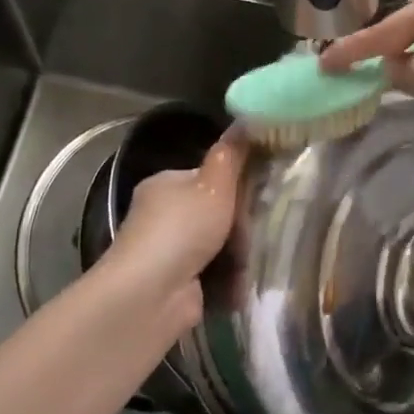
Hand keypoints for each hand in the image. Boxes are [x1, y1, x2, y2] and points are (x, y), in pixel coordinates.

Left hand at [102, 131, 245, 329]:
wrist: (151, 294)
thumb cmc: (182, 228)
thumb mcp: (213, 184)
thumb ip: (231, 155)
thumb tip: (246, 119)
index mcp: (166, 185)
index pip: (207, 177)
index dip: (236, 184)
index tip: (262, 192)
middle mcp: (164, 216)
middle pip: (216, 213)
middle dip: (241, 224)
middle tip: (261, 229)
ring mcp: (170, 253)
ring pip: (220, 246)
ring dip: (240, 255)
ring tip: (256, 259)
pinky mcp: (180, 285)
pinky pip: (217, 276)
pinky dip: (231, 281)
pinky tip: (246, 282)